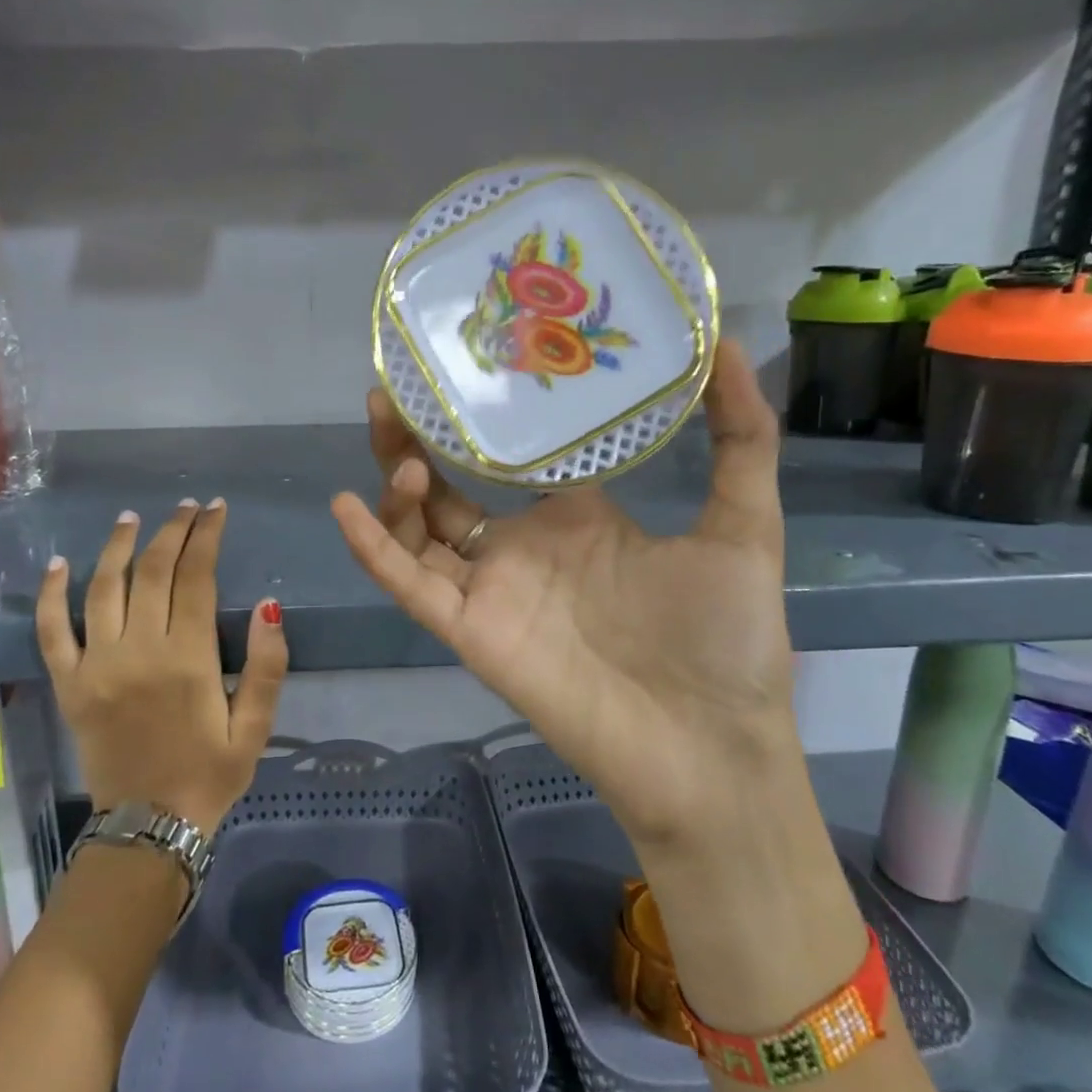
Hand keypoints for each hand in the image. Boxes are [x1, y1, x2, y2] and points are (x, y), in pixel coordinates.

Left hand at [35, 499, 287, 836]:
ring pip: (103, 588)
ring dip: (118, 547)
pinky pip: (51, 630)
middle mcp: (138, 651)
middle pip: (152, 572)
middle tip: (185, 508)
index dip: (206, 537)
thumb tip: (270, 606)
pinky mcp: (69, 684)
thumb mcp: (256, 728)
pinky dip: (51, 594)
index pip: (196, 578)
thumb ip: (268, 667)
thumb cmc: (210, 774)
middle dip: (171, 531)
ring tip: (132, 518)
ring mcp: (97, 665)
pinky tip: (59, 563)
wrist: (148, 827)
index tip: (215, 510)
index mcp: (188, 659)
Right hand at [329, 341, 794, 853]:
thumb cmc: (727, 638)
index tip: (467, 362)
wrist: (711, 748)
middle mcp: (523, 549)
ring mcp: (492, 591)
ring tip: (392, 438)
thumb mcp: (743, 524)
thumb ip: (741, 436)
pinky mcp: (471, 632)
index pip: (514, 457)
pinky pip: (410, 586)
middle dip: (415, 440)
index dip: (484, 418)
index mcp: (576, 520)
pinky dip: (374, 550)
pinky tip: (347, 507)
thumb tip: (730, 343)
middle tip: (394, 389)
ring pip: (418, 531)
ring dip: (395, 485)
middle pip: (449, 488)